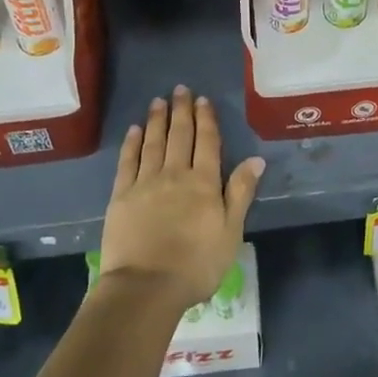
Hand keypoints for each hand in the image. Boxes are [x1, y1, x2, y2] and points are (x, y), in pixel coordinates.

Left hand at [100, 86, 264, 309]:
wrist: (145, 287)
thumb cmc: (196, 264)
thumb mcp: (230, 232)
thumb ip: (240, 193)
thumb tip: (256, 159)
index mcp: (204, 183)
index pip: (207, 142)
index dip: (206, 119)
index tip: (203, 100)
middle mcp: (175, 174)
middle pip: (179, 136)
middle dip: (181, 111)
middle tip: (180, 90)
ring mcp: (145, 183)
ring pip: (153, 143)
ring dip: (157, 120)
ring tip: (158, 101)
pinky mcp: (121, 196)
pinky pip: (128, 162)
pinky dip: (132, 143)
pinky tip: (134, 131)